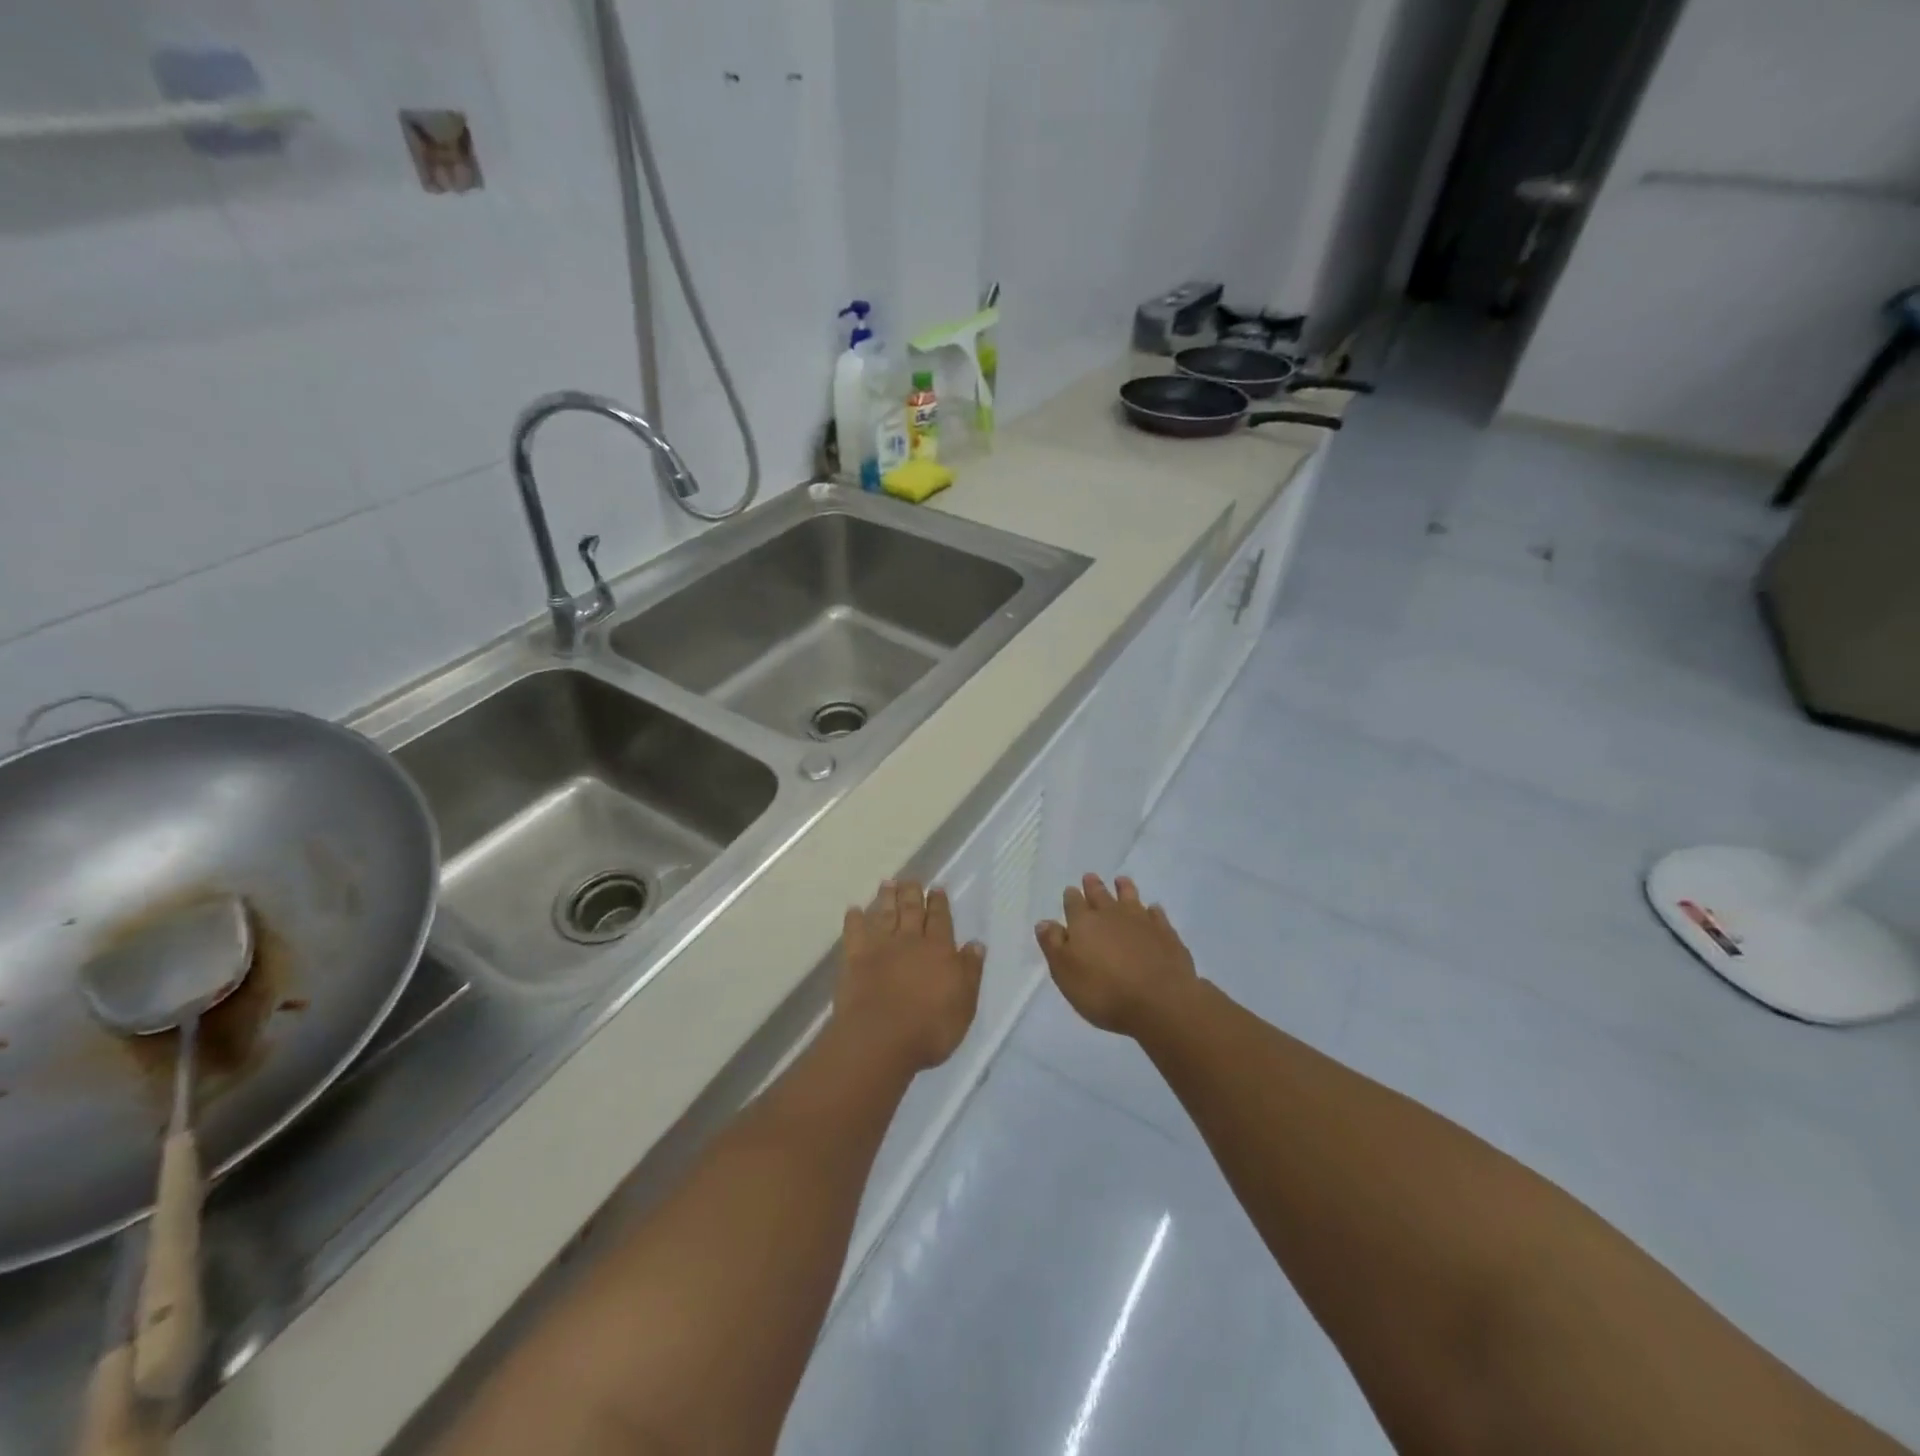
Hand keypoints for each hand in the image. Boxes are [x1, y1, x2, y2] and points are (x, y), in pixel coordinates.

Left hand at [837, 880, 985, 1072]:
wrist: (881, 1038)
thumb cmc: (930, 1028)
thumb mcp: (964, 1004)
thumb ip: (969, 971)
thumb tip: (976, 944)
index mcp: (939, 950)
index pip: (940, 920)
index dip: (939, 903)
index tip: (936, 888)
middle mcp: (909, 941)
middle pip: (911, 910)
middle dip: (912, 893)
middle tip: (910, 878)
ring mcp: (880, 947)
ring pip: (885, 915)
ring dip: (886, 898)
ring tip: (887, 883)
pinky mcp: (854, 959)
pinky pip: (854, 933)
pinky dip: (854, 920)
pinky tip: (853, 910)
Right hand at [1036, 874, 1196, 1035]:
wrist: (1160, 1001)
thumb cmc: (1104, 991)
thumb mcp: (1065, 973)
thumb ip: (1053, 945)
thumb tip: (1044, 922)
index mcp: (1084, 922)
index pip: (1073, 903)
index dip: (1071, 897)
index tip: (1071, 891)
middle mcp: (1111, 914)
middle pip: (1100, 894)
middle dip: (1093, 886)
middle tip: (1090, 877)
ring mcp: (1142, 921)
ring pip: (1130, 897)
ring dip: (1124, 888)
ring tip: (1121, 881)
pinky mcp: (1166, 933)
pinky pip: (1157, 915)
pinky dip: (1152, 911)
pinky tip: (1153, 910)